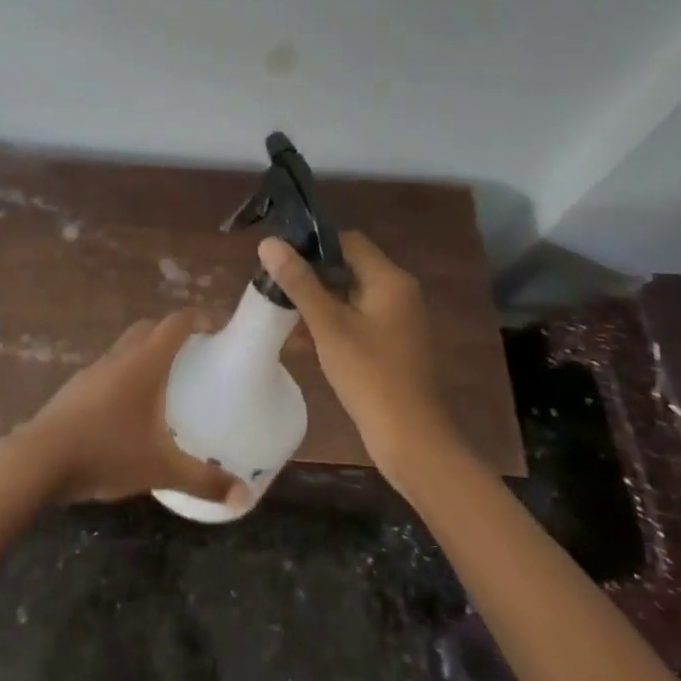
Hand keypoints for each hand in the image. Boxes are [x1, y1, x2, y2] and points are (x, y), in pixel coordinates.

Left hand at [14, 309, 241, 505]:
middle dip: (173, 333)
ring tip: (165, 382)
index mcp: (144, 362)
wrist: (38, 459)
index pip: (176, 323)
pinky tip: (130, 409)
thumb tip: (244, 496)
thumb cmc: (106, 451)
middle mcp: (119, 357)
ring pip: (125, 348)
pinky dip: (125, 375)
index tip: (218, 327)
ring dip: (146, 353)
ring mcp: (93, 371)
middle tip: (195, 353)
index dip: (199, 318)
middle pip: (149, 328)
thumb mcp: (160, 468)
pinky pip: (108, 370)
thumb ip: (203, 480)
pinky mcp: (75, 389)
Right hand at [258, 232, 459, 491]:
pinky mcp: (391, 343)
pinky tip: (300, 338)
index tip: (279, 255)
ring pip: (349, 295)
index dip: (312, 243)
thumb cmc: (370, 375)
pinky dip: (330, 321)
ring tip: (280, 309)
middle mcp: (398, 292)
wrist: (411, 439)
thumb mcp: (328, 325)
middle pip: (348, 266)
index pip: (347, 241)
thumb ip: (299, 282)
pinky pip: (356, 319)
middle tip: (274, 282)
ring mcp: (396, 320)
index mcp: (389, 279)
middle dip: (310, 273)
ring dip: (317, 300)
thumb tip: (269, 242)